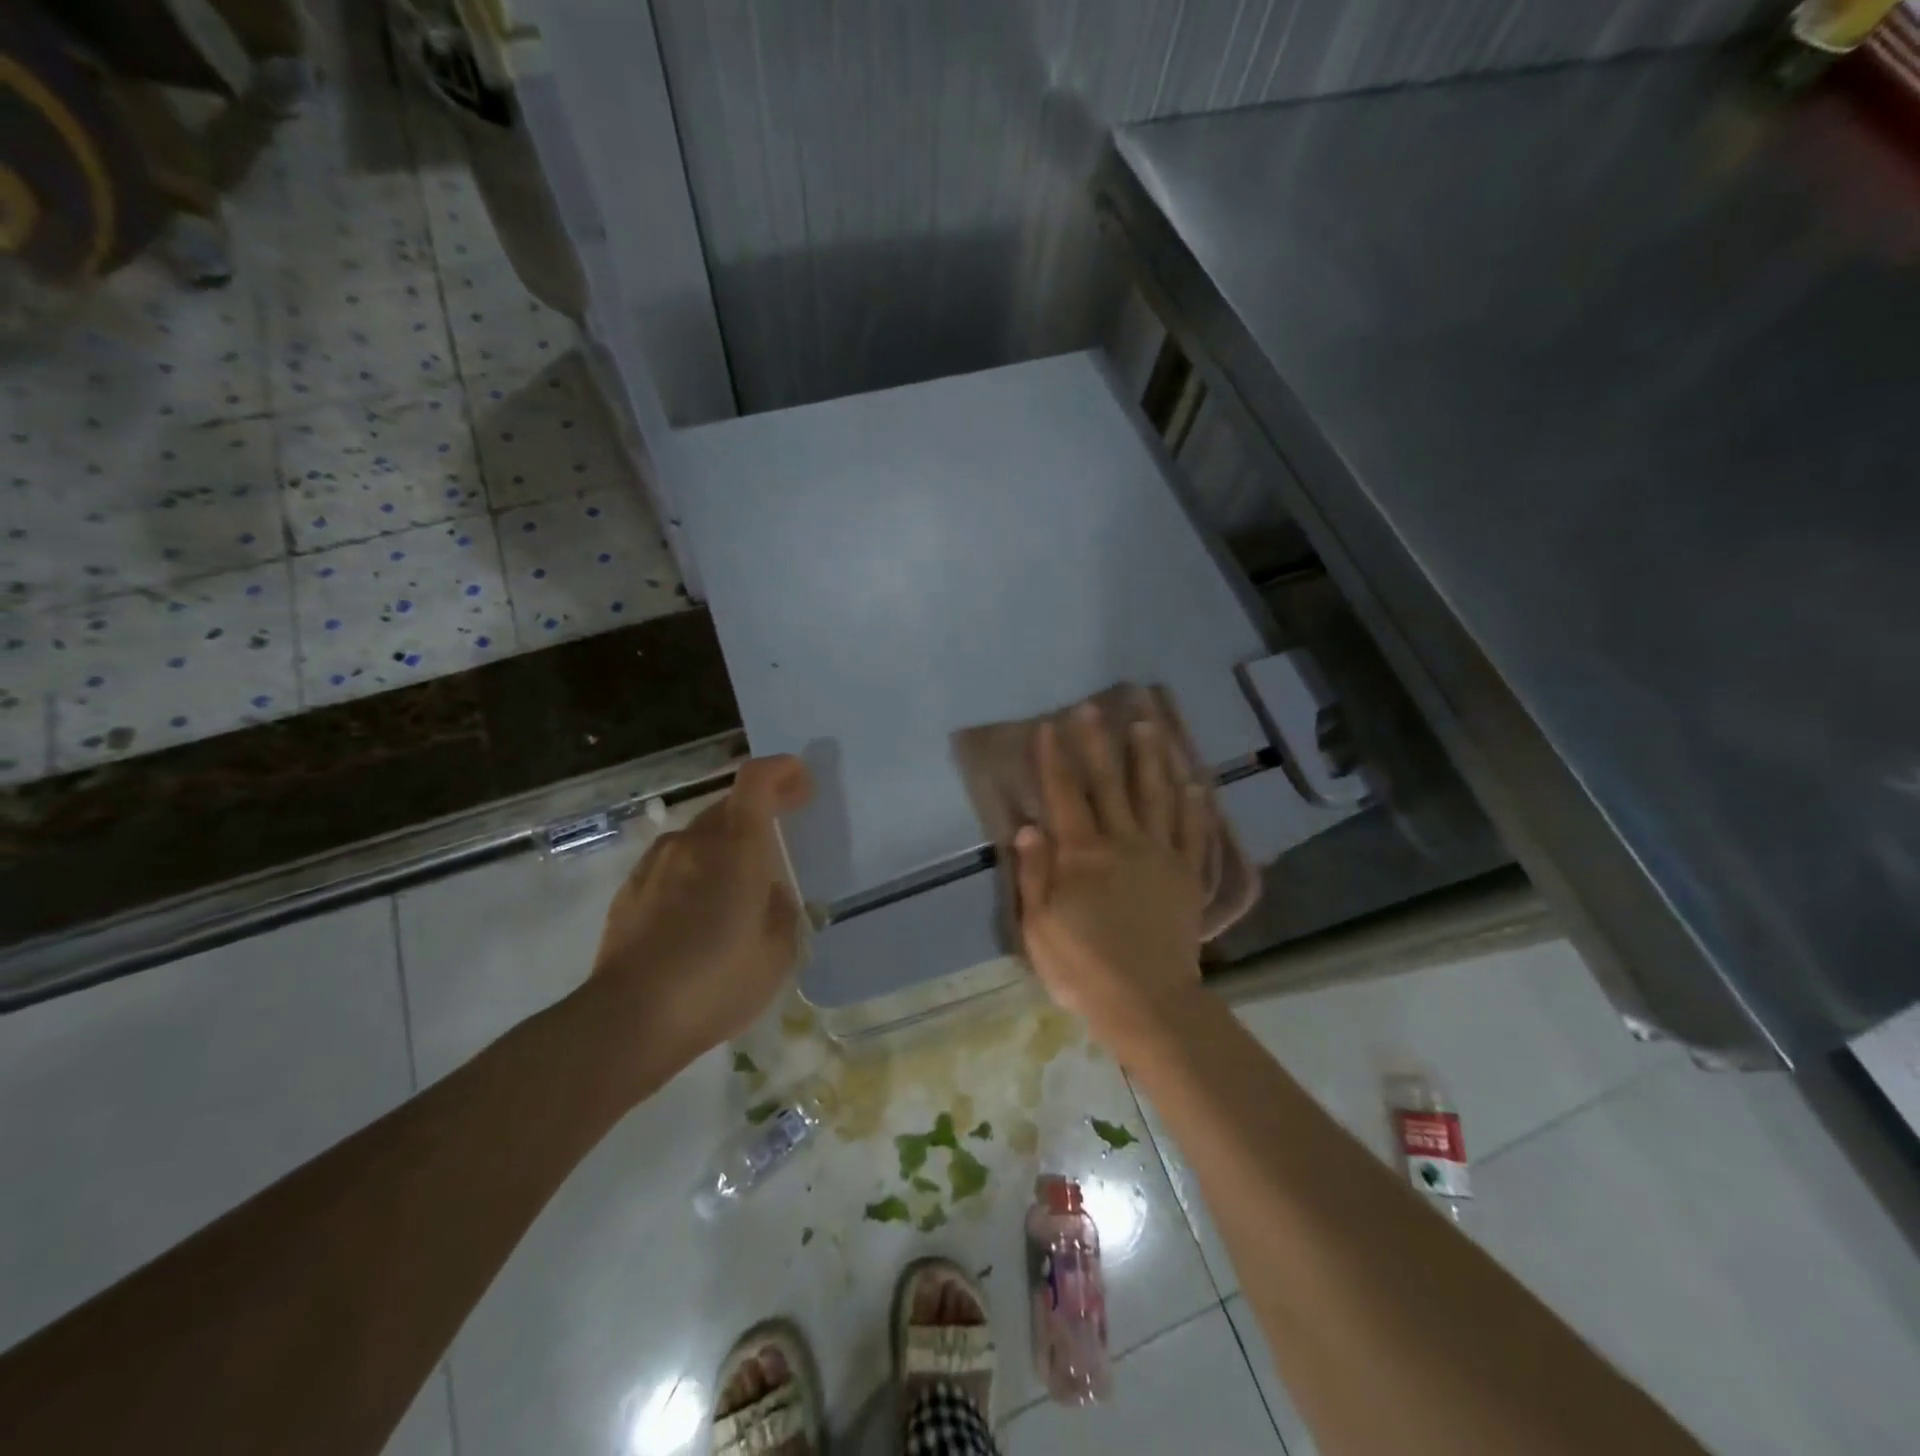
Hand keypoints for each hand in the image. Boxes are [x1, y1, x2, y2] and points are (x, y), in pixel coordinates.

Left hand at [586, 755, 812, 1086]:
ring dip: (726, 844)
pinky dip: (696, 869)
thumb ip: (782, 910)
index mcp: (737, 848)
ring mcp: (657, 863)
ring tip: (738, 887)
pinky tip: (700, 911)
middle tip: (780, 840)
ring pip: (700, 834)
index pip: (756, 780)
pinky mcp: (631, 888)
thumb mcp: (778, 953)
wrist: (629, 1019)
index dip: (781, 770)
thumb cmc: (716, 982)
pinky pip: (675, 862)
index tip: (801, 783)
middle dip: (760, 810)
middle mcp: (694, 841)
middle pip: (730, 804)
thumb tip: (770, 893)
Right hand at [1013, 704, 1211, 1054]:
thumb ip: (1035, 873)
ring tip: (1149, 724)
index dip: (1054, 759)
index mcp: (1082, 855)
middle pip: (1109, 784)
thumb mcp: (1039, 927)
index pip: (1064, 795)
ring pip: (1156, 795)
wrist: (1148, 1002)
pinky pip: (1193, 831)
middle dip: (1097, 743)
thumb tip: (1029, 826)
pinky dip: (1193, 803)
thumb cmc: (1083, 968)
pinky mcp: (1187, 875)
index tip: (1048, 726)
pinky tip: (1194, 780)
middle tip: (1093, 708)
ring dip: (1150, 758)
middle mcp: (1123, 842)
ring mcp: (1160, 856)